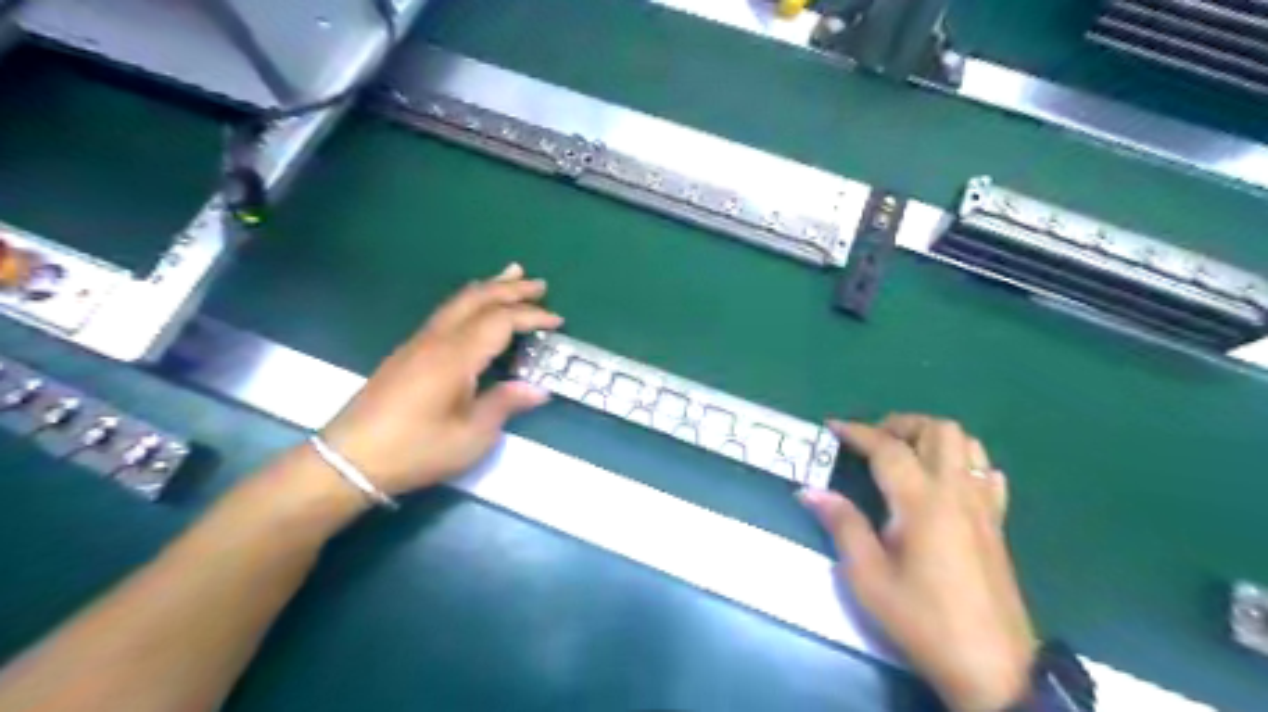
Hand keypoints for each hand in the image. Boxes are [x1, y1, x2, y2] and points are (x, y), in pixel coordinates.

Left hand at [322, 265, 562, 497]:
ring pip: (458, 302)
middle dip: (510, 289)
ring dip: (488, 287)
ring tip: (511, 275)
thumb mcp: (471, 436)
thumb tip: (537, 388)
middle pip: (477, 299)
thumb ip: (504, 404)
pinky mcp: (407, 352)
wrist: (350, 460)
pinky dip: (469, 301)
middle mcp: (437, 340)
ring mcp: (418, 343)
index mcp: (456, 357)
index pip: (500, 321)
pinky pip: (446, 313)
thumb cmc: (416, 450)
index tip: (558, 320)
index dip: (531, 316)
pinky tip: (474, 307)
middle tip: (539, 284)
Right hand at [800, 414, 1039, 709]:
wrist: (992, 667)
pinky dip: (963, 462)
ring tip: (905, 455)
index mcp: (921, 502)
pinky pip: (985, 473)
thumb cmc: (922, 620)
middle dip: (902, 424)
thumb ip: (842, 525)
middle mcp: (956, 493)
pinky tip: (944, 481)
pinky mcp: (997, 524)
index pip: (887, 448)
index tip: (833, 427)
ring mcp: (982, 506)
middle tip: (873, 442)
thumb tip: (810, 491)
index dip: (857, 432)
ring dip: (933, 438)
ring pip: (967, 445)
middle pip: (938, 430)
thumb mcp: (868, 577)